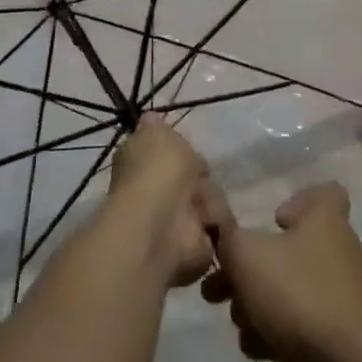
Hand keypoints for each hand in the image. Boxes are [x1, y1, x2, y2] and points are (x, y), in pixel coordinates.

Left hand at [107, 119, 214, 287]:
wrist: (164, 223)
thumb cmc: (157, 172)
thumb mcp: (156, 134)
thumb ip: (156, 126)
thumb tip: (150, 117)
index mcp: (142, 165)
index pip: (171, 154)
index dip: (183, 152)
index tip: (187, 152)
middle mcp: (157, 192)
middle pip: (197, 178)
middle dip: (203, 179)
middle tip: (198, 180)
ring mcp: (177, 220)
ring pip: (211, 201)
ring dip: (211, 202)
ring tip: (201, 206)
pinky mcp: (197, 244)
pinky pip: (219, 226)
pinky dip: (217, 224)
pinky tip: (207, 223)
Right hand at [199, 183, 361, 361]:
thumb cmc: (298, 292)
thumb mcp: (247, 255)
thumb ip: (223, 230)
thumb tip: (207, 196)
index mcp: (324, 221)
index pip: (325, 193)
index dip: (298, 200)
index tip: (272, 219)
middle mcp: (337, 251)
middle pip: (288, 250)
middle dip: (247, 270)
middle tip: (217, 288)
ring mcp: (340, 295)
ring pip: (288, 291)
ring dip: (256, 306)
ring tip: (238, 322)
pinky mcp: (339, 334)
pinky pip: (299, 325)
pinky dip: (276, 333)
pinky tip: (259, 348)